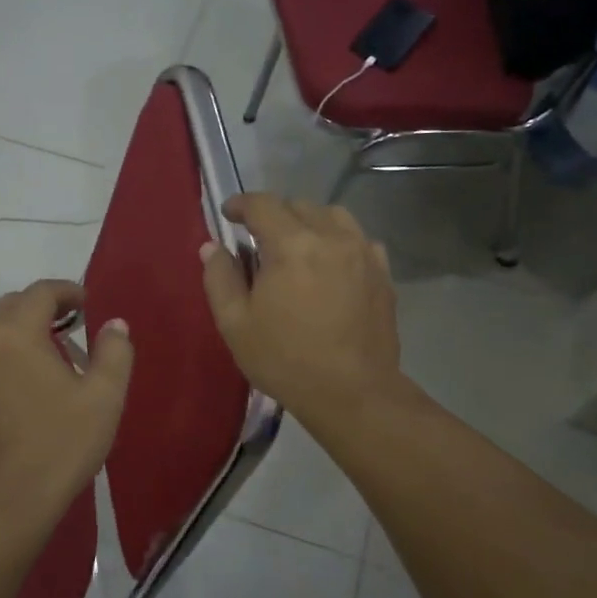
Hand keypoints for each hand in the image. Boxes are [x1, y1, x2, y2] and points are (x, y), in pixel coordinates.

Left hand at [0, 279, 133, 535]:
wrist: (5, 504)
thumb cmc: (60, 446)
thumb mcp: (104, 398)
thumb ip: (114, 352)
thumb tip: (114, 324)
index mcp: (17, 334)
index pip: (40, 292)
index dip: (66, 291)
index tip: (86, 303)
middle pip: (8, 305)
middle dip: (39, 306)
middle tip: (68, 324)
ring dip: (12, 327)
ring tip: (38, 349)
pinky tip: (13, 382)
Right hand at [199, 193, 406, 428]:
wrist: (353, 393)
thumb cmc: (286, 360)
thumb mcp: (235, 324)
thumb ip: (220, 278)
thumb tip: (212, 247)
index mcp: (291, 245)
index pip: (263, 204)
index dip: (241, 204)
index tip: (228, 214)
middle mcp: (331, 237)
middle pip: (298, 205)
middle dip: (274, 215)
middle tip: (259, 240)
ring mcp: (363, 252)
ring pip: (333, 215)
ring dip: (309, 222)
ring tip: (298, 247)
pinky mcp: (383, 272)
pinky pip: (359, 239)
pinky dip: (339, 241)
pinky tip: (331, 265)